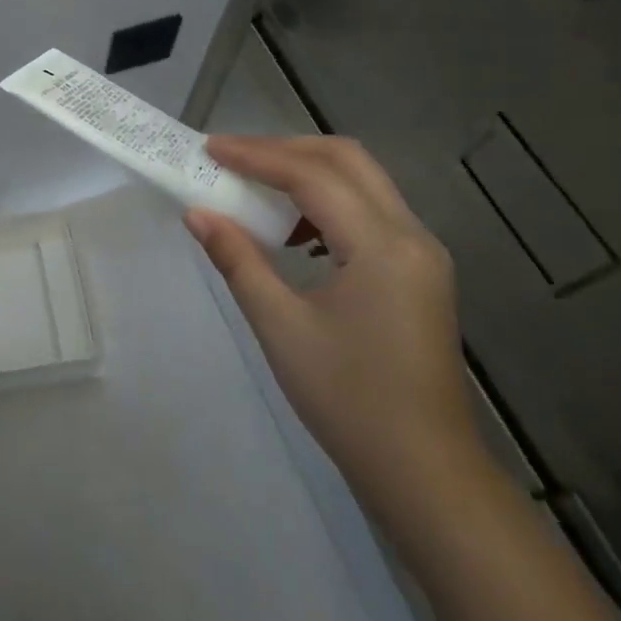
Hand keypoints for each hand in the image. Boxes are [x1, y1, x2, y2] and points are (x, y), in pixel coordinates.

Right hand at [186, 136, 481, 515]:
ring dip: (307, 172)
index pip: (312, 176)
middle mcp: (411, 235)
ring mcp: (422, 253)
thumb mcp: (281, 326)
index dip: (256, 156)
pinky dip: (327, 202)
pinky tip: (295, 231)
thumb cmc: (348, 400)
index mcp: (382, 246)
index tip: (209, 148)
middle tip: (232, 157)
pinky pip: (370, 212)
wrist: (423, 471)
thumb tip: (196, 213)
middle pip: (346, 160)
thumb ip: (238, 260)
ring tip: (255, 186)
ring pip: (362, 182)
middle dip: (285, 149)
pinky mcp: (418, 273)